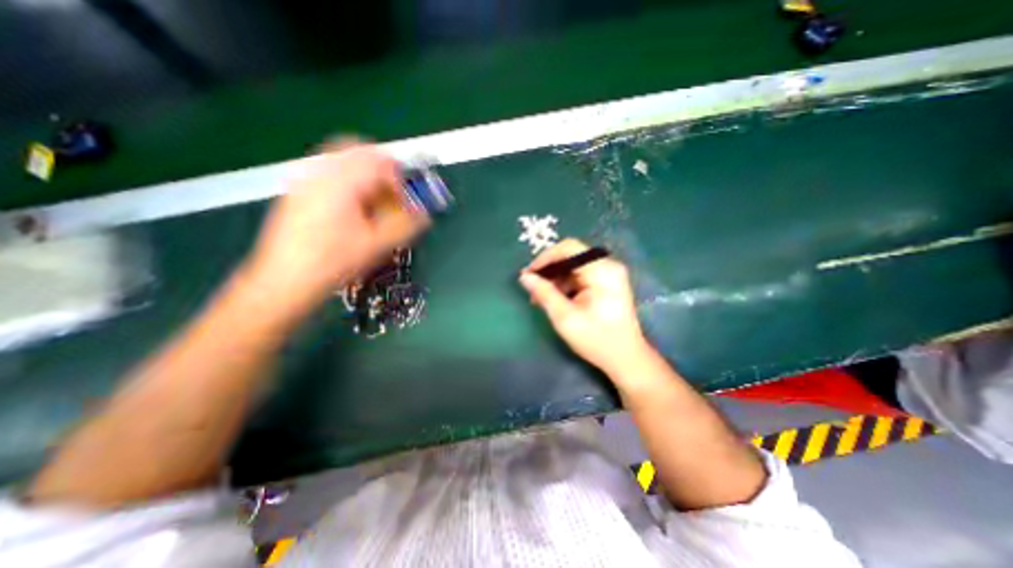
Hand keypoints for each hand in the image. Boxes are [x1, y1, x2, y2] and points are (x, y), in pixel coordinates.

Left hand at [244, 141, 426, 311]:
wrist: (287, 281)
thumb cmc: (335, 262)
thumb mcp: (378, 245)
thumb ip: (406, 225)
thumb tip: (426, 214)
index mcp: (341, 181)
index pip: (380, 161)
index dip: (400, 179)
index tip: (406, 201)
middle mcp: (320, 172)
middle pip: (358, 151)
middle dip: (382, 171)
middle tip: (393, 195)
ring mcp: (305, 180)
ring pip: (343, 160)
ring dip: (366, 176)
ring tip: (374, 203)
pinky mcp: (298, 191)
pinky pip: (329, 172)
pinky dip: (349, 182)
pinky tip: (353, 209)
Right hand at [517, 239, 653, 376]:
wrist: (625, 358)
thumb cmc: (596, 339)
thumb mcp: (565, 317)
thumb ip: (544, 293)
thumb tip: (524, 277)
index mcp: (602, 270)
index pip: (569, 248)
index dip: (545, 258)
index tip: (528, 274)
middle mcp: (608, 265)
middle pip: (571, 255)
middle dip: (549, 269)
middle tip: (531, 285)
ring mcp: (609, 273)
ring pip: (573, 265)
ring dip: (555, 278)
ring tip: (539, 296)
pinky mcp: (606, 282)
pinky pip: (580, 275)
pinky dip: (565, 283)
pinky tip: (554, 298)